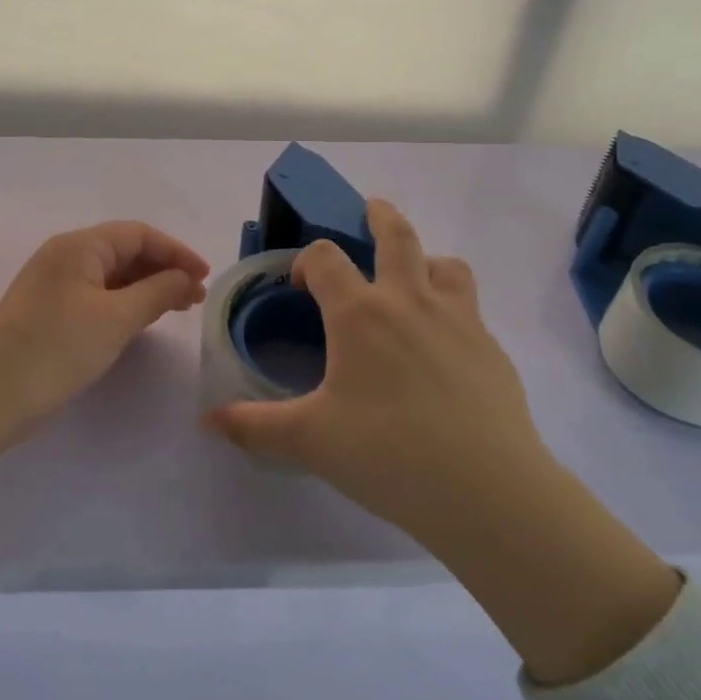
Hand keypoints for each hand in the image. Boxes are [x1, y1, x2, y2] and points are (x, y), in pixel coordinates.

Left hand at [0, 221, 210, 443]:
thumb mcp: (115, 320)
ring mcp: (54, 285)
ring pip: (112, 276)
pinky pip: (97, 296)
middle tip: (195, 297)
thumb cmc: (56, 349)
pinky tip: (142, 321)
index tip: (205, 276)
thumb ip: (157, 293)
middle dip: (164, 269)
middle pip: (125, 251)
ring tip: (177, 308)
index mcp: (79, 246)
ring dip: (147, 288)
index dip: (176, 251)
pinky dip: (125, 303)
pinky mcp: (49, 312)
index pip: (139, 234)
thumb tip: (185, 277)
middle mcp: (65, 257)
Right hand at [203, 199, 543, 549]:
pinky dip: (452, 309)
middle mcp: (409, 301)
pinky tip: (445, 348)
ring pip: (445, 264)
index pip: (325, 258)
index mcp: (360, 314)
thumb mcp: (310, 442)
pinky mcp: (491, 348)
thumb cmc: (388, 454)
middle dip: (380, 217)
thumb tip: (208, 421)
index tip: (300, 284)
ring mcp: (458, 320)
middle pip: (397, 236)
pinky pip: (471, 309)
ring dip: (425, 259)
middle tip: (371, 210)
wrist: (487, 490)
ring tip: (415, 276)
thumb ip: (255, 427)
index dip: (306, 261)